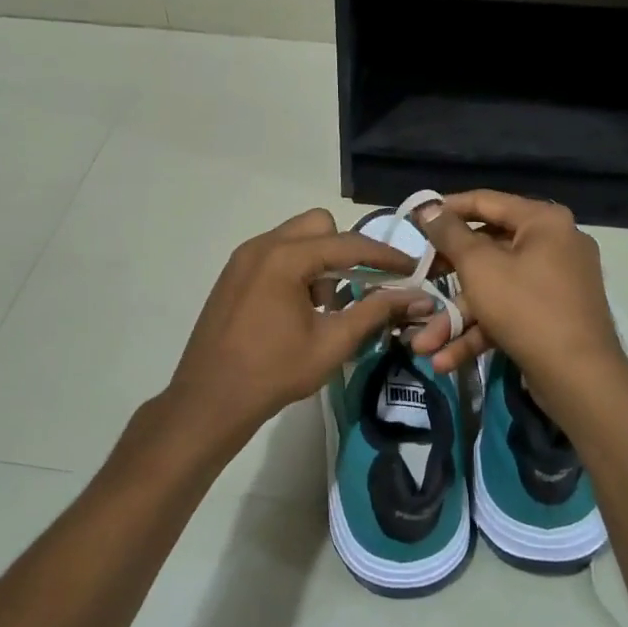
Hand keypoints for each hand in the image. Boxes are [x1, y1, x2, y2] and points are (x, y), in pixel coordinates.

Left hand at [145, 209, 431, 469]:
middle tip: (356, 288)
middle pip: (319, 226)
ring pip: (296, 238)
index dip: (385, 256)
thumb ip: (376, 312)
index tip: (412, 270)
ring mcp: (243, 258)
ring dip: (319, 261)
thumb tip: (418, 297)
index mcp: (285, 258)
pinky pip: (276, 254)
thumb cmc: (274, 372)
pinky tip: (298, 309)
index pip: (348, 243)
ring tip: (324, 307)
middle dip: (345, 251)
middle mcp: (261, 246)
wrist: (209, 400)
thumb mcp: (333, 343)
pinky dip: (296, 269)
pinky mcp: (233, 274)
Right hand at [406, 191, 627, 415]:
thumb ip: (449, 234)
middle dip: (446, 279)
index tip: (415, 219)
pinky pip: (509, 313)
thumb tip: (428, 207)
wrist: (580, 378)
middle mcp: (554, 245)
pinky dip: (480, 332)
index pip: (486, 202)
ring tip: (422, 345)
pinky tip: (445, 360)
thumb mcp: (479, 267)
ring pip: (494, 290)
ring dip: (457, 318)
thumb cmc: (526, 308)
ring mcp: (555, 284)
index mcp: (543, 222)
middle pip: (487, 251)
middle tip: (418, 281)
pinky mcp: (552, 317)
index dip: (447, 209)